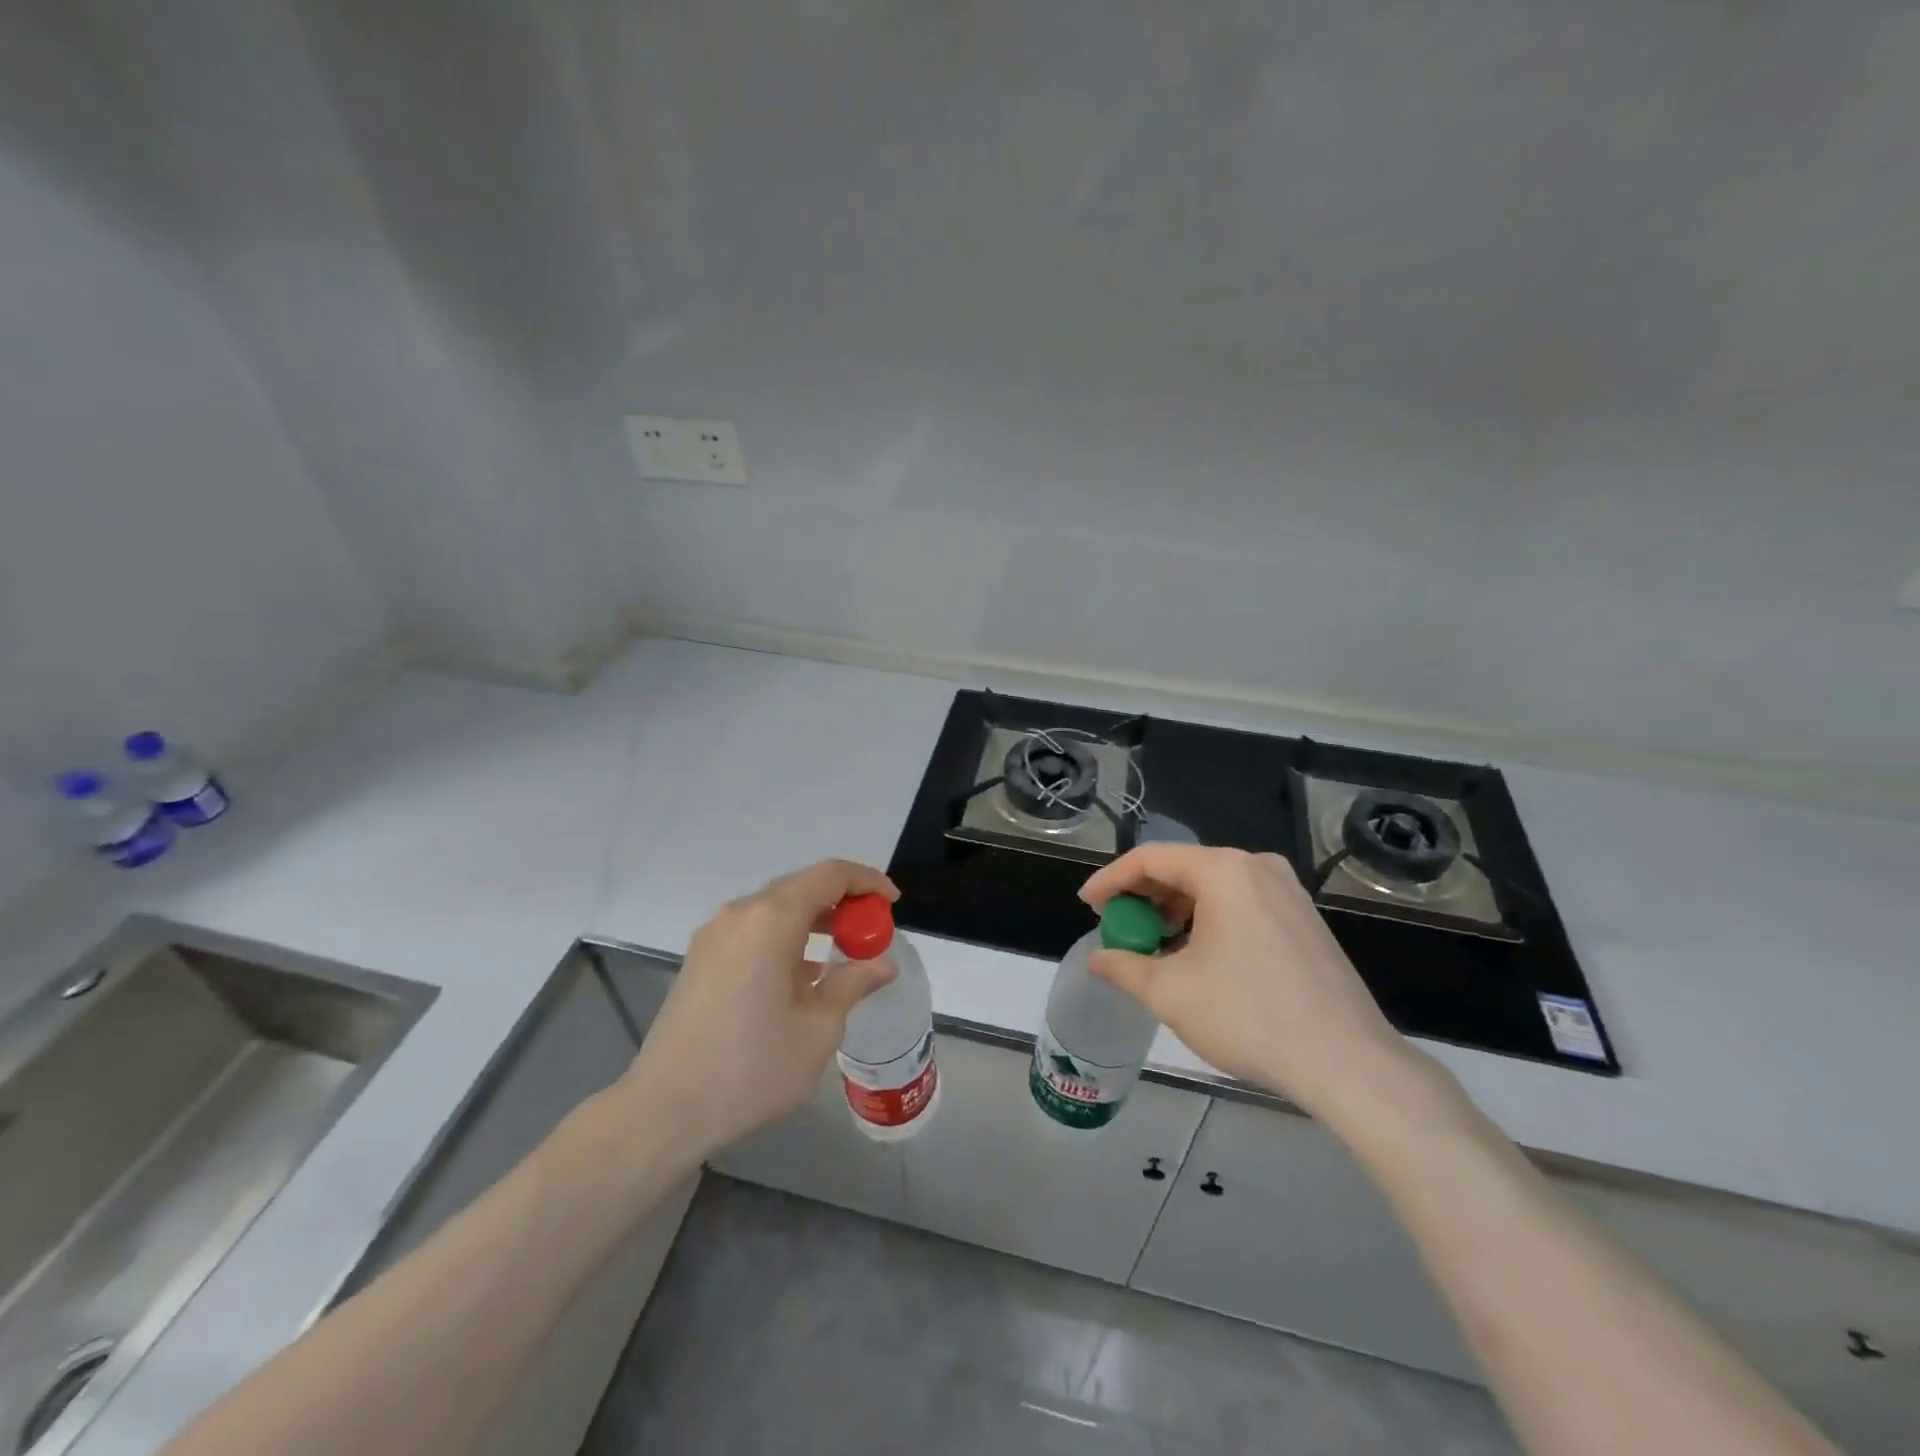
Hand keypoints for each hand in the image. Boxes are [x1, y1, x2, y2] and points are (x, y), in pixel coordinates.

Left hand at [619, 859, 898, 1156]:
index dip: (867, 881)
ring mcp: (714, 935)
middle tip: (871, 931)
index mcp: (771, 919)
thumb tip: (882, 964)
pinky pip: (753, 930)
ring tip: (842, 951)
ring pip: (775, 908)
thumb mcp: (819, 1029)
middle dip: (842, 901)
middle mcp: (740, 914)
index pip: (830, 875)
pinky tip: (800, 974)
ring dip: (813, 919)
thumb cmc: (752, 1068)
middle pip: (801, 886)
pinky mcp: (700, 960)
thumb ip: (853, 984)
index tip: (892, 904)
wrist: (664, 1111)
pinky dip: (784, 936)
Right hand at [1079, 845, 1415, 1120]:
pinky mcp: (1303, 918)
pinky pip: (1240, 904)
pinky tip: (1195, 956)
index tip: (1086, 905)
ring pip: (1213, 888)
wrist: (1347, 1062)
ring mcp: (1287, 891)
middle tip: (1116, 927)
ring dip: (1174, 912)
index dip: (1110, 880)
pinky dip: (1207, 921)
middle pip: (1183, 869)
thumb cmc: (1249, 1016)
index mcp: (1224, 870)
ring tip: (1151, 947)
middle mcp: (1257, 867)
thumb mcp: (1171, 992)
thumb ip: (1123, 967)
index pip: (1150, 860)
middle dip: (1142, 897)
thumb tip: (1097, 959)